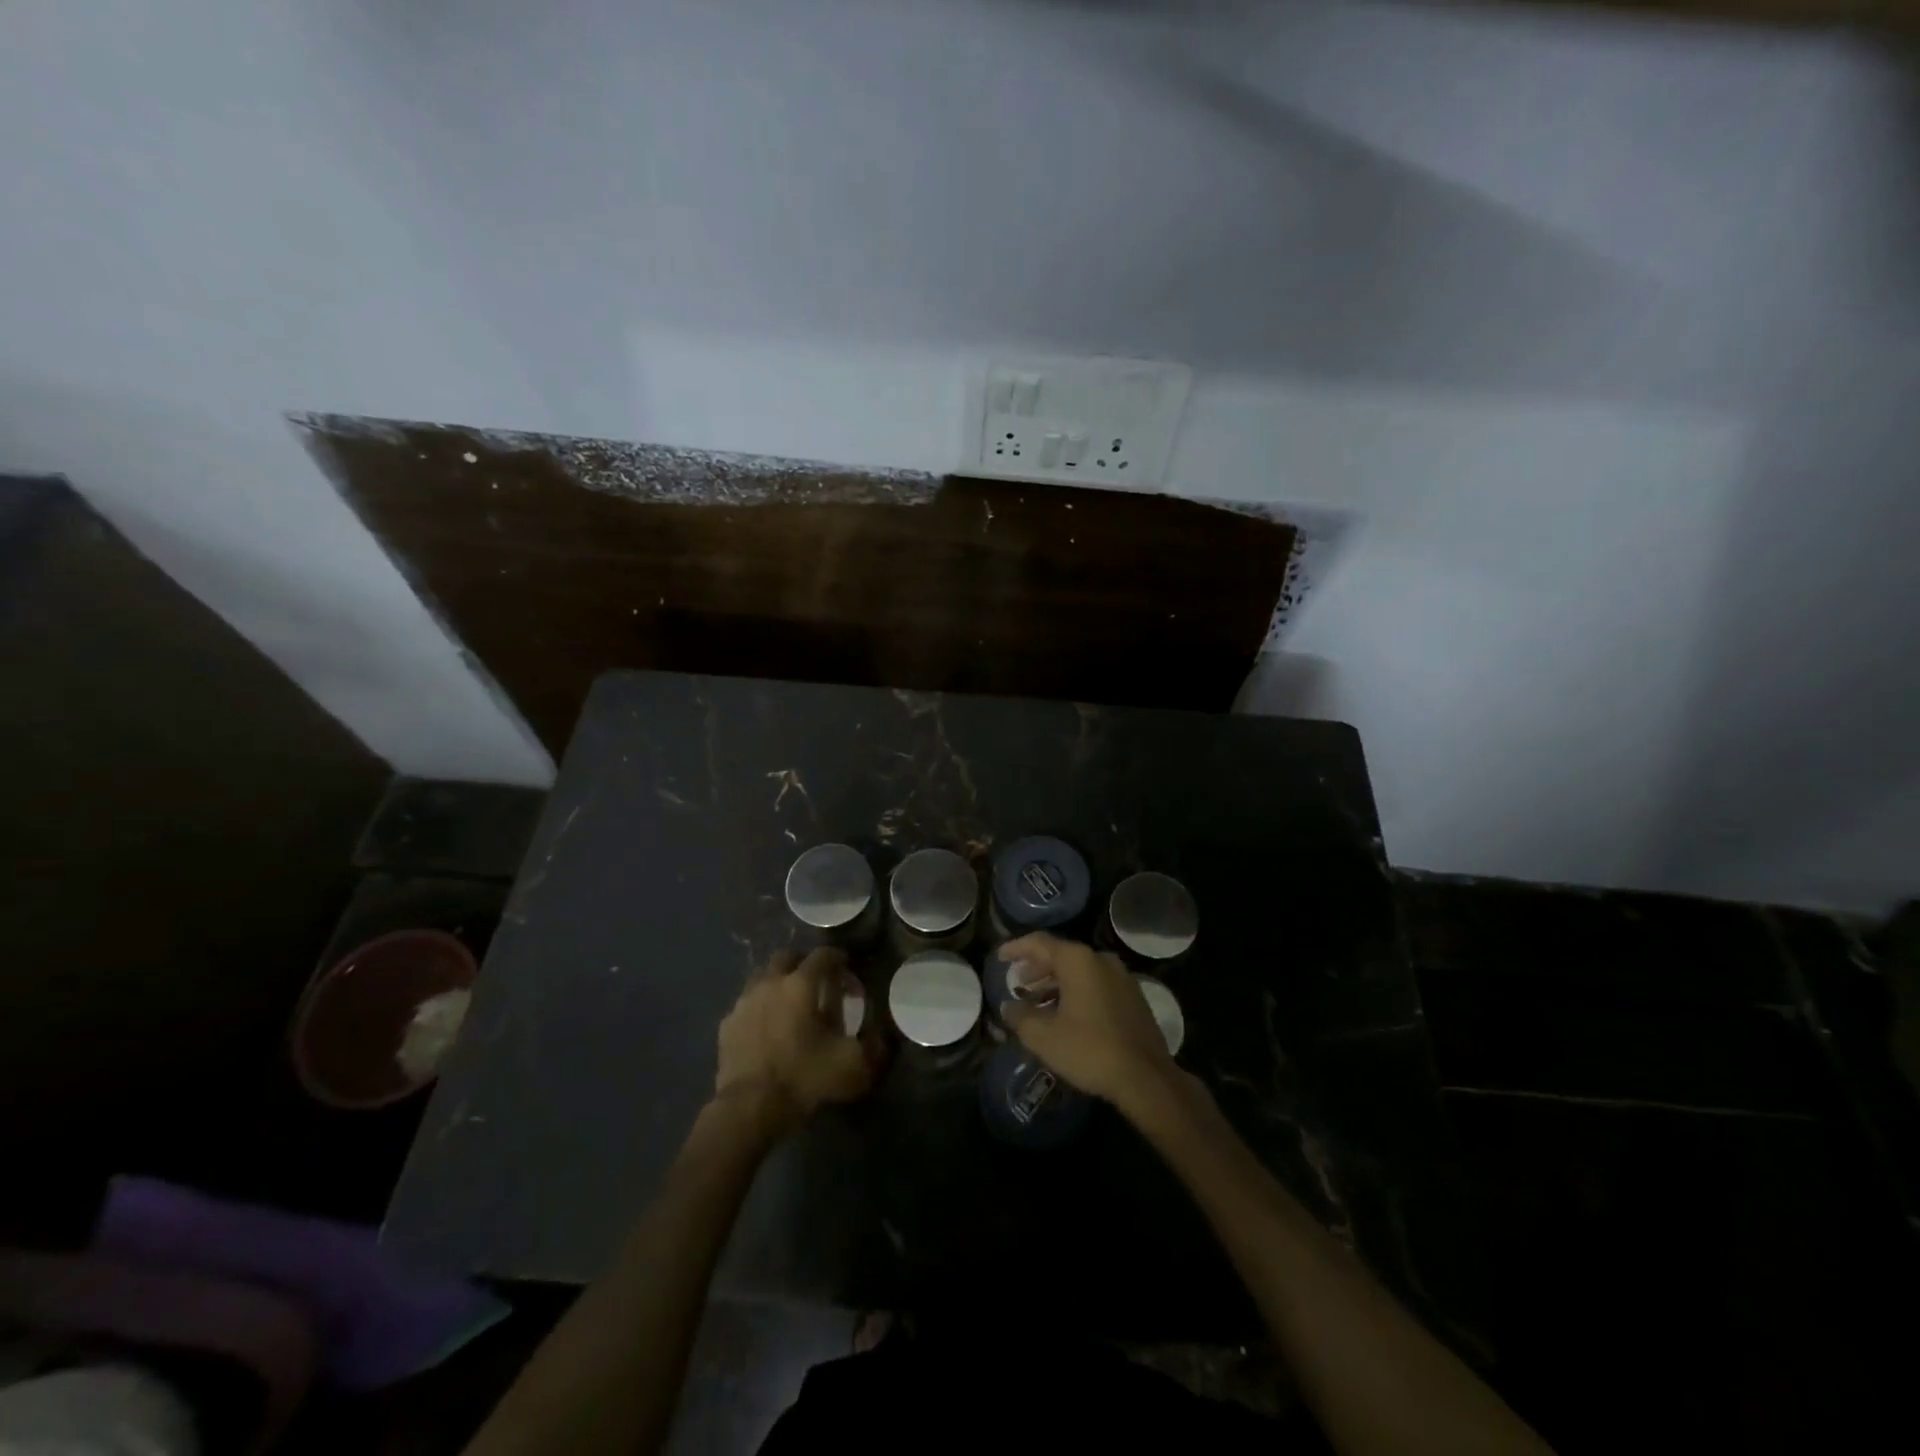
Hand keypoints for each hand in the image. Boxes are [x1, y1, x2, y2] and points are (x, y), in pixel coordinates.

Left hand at [714, 947, 872, 1134]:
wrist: (749, 1108)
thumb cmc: (803, 1077)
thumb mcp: (852, 1065)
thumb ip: (874, 1044)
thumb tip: (882, 1035)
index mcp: (801, 983)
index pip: (824, 954)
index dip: (840, 959)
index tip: (849, 975)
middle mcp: (770, 982)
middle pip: (788, 957)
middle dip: (804, 965)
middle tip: (818, 985)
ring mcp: (744, 1001)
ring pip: (763, 977)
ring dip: (779, 983)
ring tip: (790, 1006)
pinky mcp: (727, 1024)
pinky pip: (747, 1004)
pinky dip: (760, 1008)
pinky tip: (767, 1029)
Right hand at [997, 933, 1177, 1106]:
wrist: (1146, 1077)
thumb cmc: (1089, 1050)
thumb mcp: (1044, 1036)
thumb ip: (1020, 1016)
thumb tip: (1008, 1006)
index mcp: (1078, 960)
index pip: (1039, 942)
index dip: (1016, 948)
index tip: (1000, 957)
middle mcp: (1101, 959)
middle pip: (1061, 955)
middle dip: (1036, 968)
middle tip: (1018, 984)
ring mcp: (1121, 977)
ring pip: (1080, 971)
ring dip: (1056, 983)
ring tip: (1037, 1002)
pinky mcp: (1133, 996)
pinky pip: (1096, 984)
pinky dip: (1076, 991)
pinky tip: (1066, 1014)